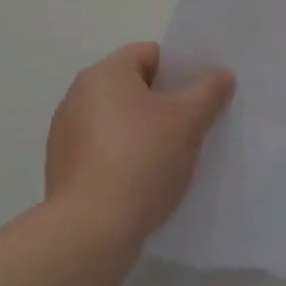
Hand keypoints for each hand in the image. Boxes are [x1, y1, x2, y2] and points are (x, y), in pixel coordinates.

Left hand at [45, 42, 235, 242]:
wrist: (90, 231)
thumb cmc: (142, 160)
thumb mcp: (188, 121)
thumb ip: (209, 92)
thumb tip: (221, 74)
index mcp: (104, 74)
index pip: (150, 54)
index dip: (180, 70)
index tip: (202, 95)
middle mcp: (78, 95)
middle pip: (133, 87)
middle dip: (165, 103)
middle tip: (195, 125)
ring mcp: (66, 134)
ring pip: (119, 121)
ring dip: (145, 132)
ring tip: (173, 157)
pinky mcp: (64, 169)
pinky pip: (104, 150)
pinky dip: (125, 158)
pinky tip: (145, 181)